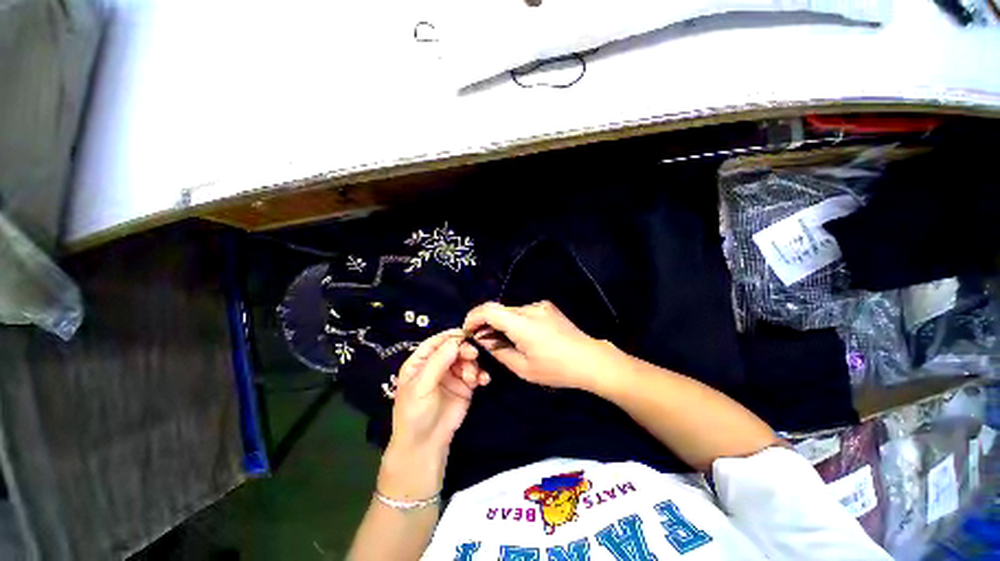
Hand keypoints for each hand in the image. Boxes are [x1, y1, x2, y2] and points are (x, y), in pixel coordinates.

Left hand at [379, 329, 488, 499]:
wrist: (425, 444)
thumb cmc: (415, 413)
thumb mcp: (421, 386)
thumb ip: (438, 362)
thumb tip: (455, 341)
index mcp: (421, 361)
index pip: (436, 342)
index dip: (450, 336)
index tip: (466, 333)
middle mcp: (438, 365)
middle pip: (454, 349)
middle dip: (465, 350)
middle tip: (473, 355)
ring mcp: (453, 375)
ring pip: (467, 360)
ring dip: (474, 364)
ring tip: (474, 378)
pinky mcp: (465, 386)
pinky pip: (475, 374)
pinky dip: (481, 374)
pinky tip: (484, 380)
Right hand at [463, 301, 620, 390]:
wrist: (590, 359)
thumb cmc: (556, 369)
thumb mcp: (523, 368)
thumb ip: (499, 351)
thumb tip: (483, 339)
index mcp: (522, 323)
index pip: (488, 310)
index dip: (473, 317)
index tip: (468, 331)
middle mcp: (530, 308)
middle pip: (498, 310)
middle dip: (486, 323)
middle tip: (484, 341)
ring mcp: (540, 305)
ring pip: (510, 311)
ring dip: (502, 323)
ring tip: (505, 341)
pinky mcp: (547, 306)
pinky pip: (523, 311)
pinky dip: (515, 321)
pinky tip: (523, 336)